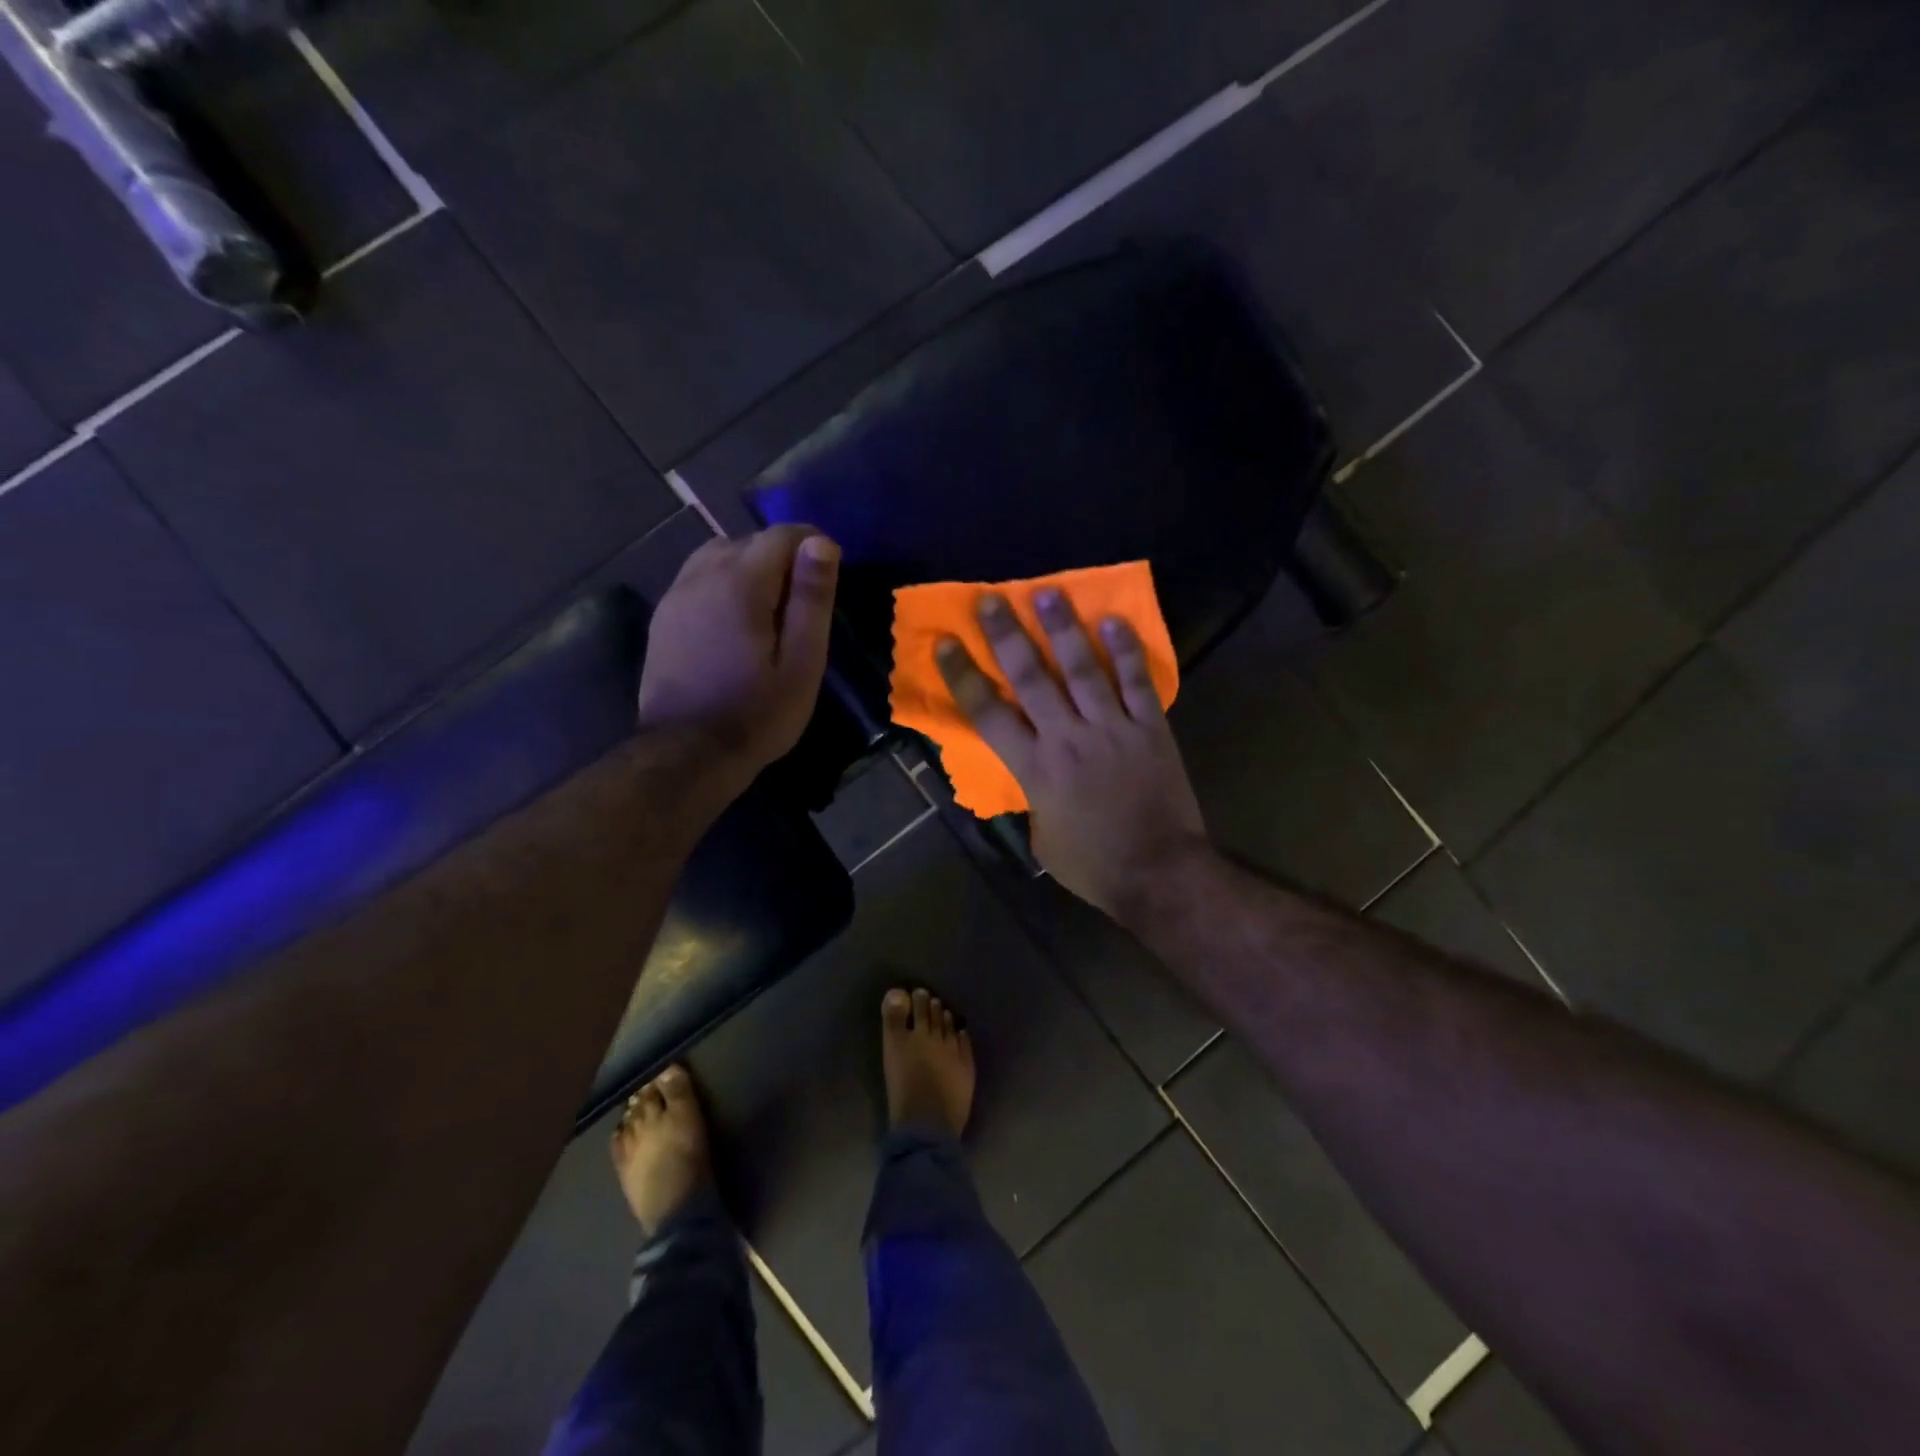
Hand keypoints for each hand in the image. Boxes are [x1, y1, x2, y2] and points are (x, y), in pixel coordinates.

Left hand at [637, 526, 838, 794]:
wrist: (688, 754)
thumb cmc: (757, 713)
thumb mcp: (802, 663)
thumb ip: (812, 600)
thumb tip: (821, 543)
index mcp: (739, 584)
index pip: (779, 536)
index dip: (810, 543)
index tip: (830, 570)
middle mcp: (701, 577)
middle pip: (746, 541)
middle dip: (780, 556)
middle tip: (804, 598)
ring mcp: (675, 597)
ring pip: (717, 556)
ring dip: (748, 567)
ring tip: (771, 606)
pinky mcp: (663, 619)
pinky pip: (697, 579)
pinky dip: (723, 583)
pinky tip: (737, 619)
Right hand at [938, 590, 1206, 920]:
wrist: (1159, 872)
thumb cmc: (1094, 864)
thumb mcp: (1042, 839)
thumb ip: (1031, 798)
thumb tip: (1027, 775)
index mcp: (1035, 768)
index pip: (988, 714)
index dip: (963, 677)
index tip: (946, 644)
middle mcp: (1068, 738)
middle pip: (1031, 678)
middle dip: (1007, 637)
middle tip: (991, 600)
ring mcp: (1112, 728)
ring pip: (1083, 669)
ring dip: (1063, 630)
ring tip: (1048, 593)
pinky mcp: (1150, 729)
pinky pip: (1137, 683)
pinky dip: (1126, 652)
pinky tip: (1113, 621)